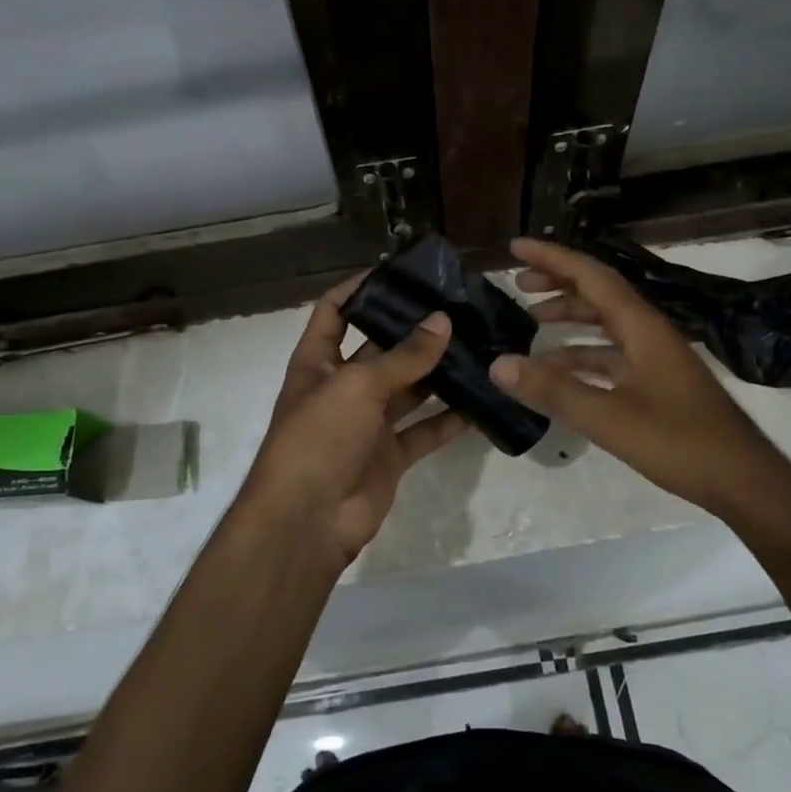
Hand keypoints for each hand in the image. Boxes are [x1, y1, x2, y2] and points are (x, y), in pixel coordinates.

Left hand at [237, 276, 468, 563]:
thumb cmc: (318, 438)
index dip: (359, 288)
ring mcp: (368, 423)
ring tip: (478, 344)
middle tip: (458, 307)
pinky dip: (451, 419)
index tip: (399, 271)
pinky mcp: (391, 455)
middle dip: (414, 331)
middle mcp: (343, 387)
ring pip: (409, 389)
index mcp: (318, 362)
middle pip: (381, 349)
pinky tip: (483, 400)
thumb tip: (441, 321)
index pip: (334, 311)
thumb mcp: (357, 386)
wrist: (307, 521)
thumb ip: (403, 357)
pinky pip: (425, 430)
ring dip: (439, 372)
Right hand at [488, 238, 790, 526]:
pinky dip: (582, 355)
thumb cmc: (680, 443)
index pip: (592, 277)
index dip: (552, 259)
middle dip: (558, 283)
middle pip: (599, 294)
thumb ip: (553, 391)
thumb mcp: (609, 418)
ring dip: (570, 318)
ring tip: (531, 320)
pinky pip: (612, 355)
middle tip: (518, 284)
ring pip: (605, 325)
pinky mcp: (657, 383)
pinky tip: (558, 370)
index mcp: (642, 328)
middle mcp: (649, 333)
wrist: (744, 481)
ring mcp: (655, 358)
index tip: (516, 248)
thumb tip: (498, 364)